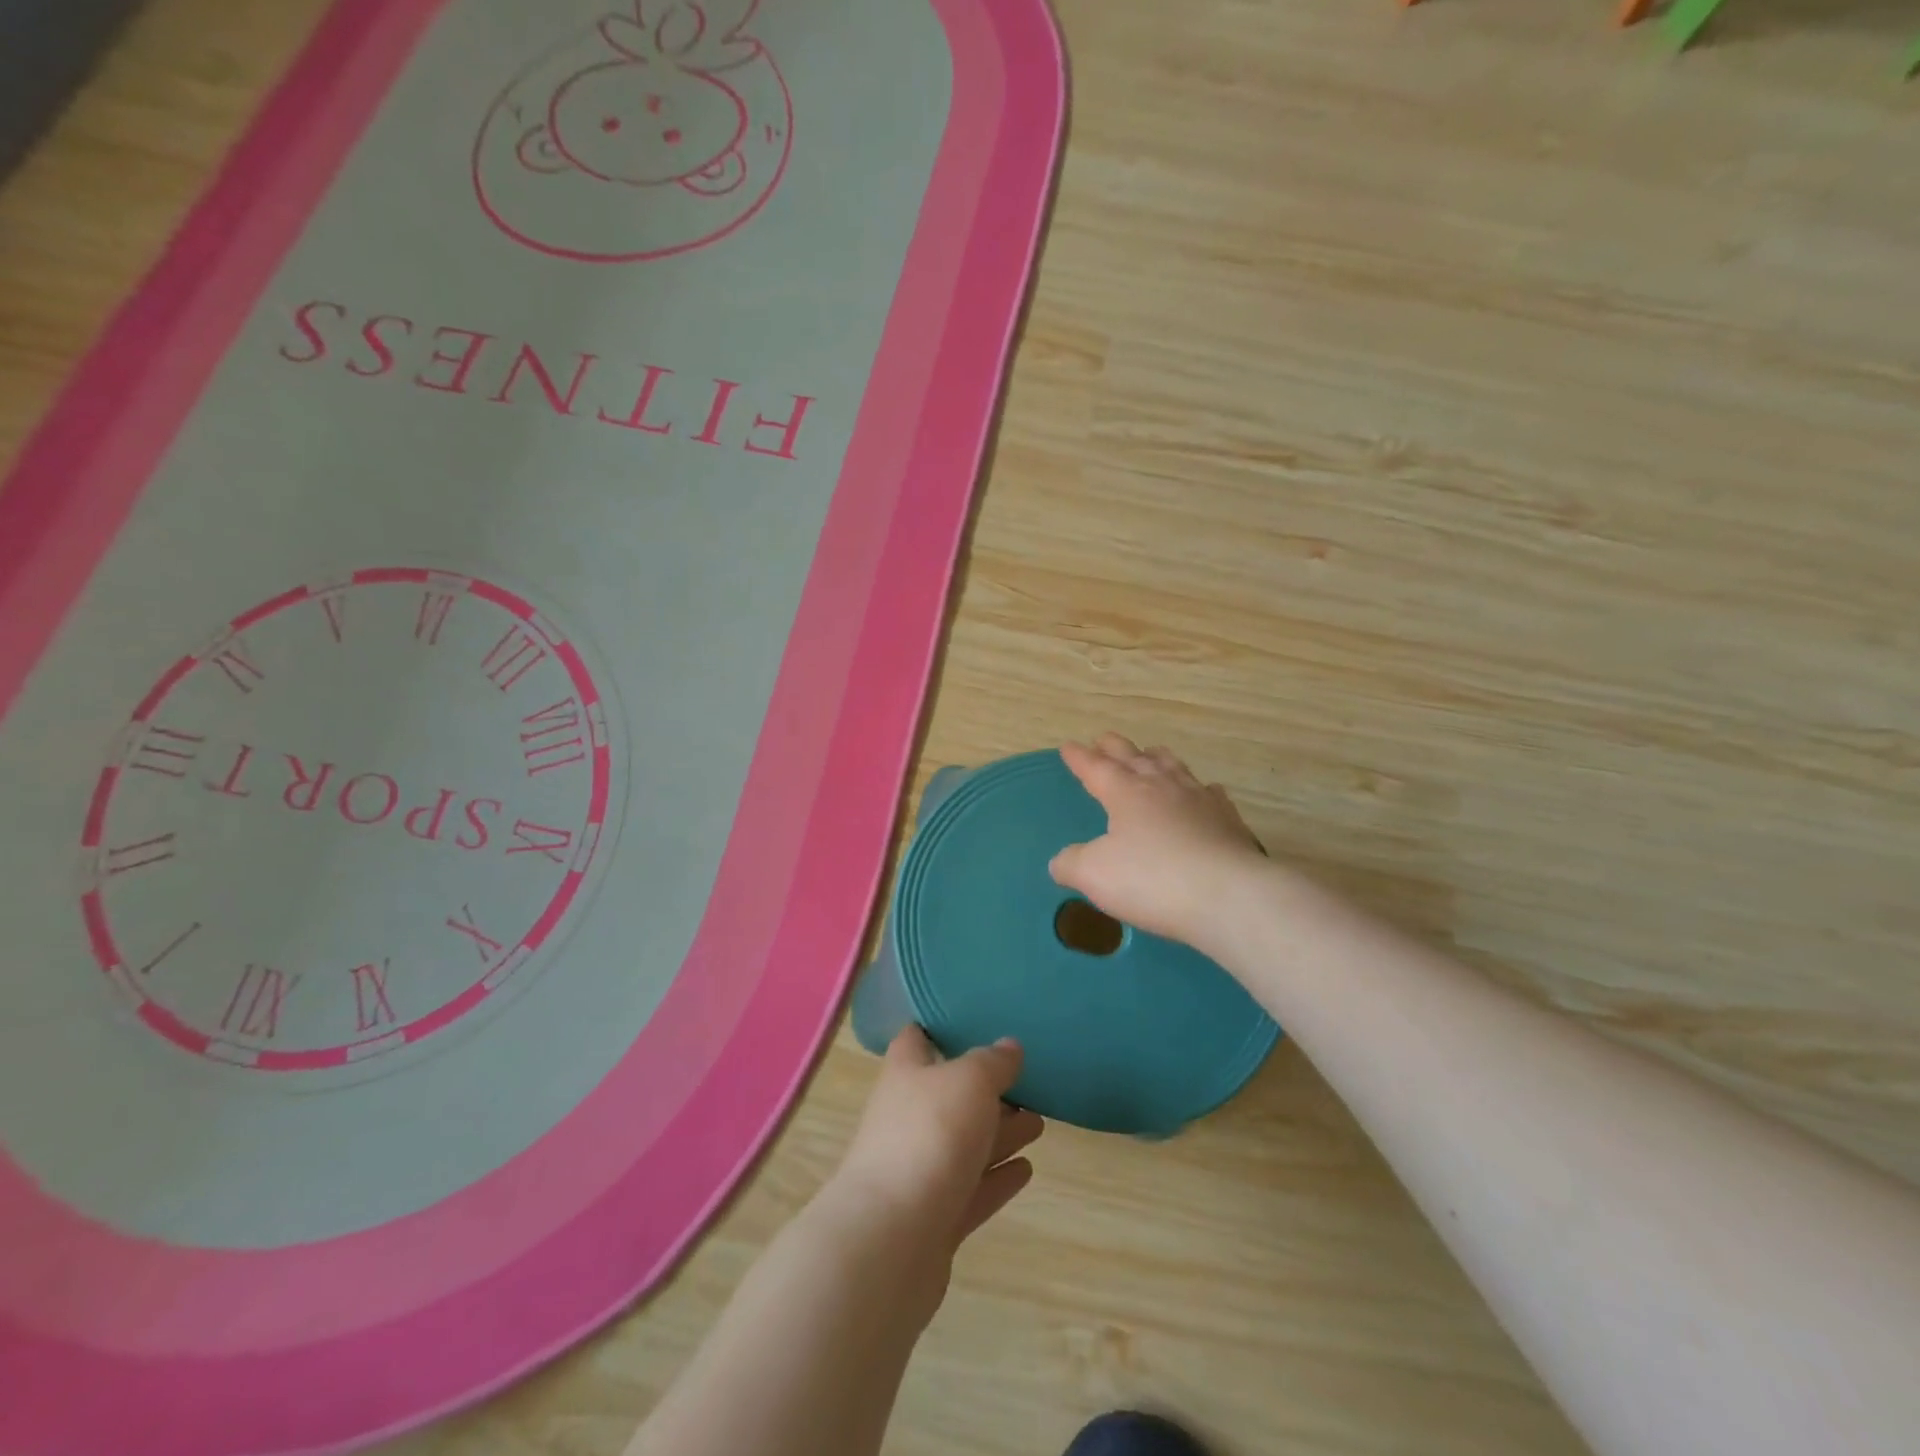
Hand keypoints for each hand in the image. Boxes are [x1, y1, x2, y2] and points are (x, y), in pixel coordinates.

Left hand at [826, 1027, 1043, 1311]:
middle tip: (1030, 1082)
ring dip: (1000, 1133)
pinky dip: (997, 1178)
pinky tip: (1026, 1170)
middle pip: (949, 1094)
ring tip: (1039, 1123)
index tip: (977, 1020)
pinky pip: (971, 1189)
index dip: (942, 1027)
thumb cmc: (929, 1136)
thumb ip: (993, 1062)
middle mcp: (907, 1116)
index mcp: (906, 1072)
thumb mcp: (970, 1081)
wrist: (890, 1240)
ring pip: (964, 1143)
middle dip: (987, 1089)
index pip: (917, 1038)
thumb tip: (1009, 1046)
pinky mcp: (933, 1218)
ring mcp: (918, 1169)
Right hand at [1049, 734, 1267, 944]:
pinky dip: (1197, 788)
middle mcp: (1162, 786)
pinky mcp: (1228, 820)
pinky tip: (1201, 792)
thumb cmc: (1152, 880)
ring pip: (1173, 767)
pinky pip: (1208, 793)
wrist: (1229, 896)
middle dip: (1115, 748)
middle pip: (1134, 757)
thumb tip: (1061, 860)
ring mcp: (1199, 799)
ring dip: (1156, 758)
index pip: (1096, 767)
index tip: (1068, 746)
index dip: (1079, 757)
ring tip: (1149, 753)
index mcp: (1125, 793)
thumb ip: (1071, 863)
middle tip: (1103, 740)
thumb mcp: (1094, 875)